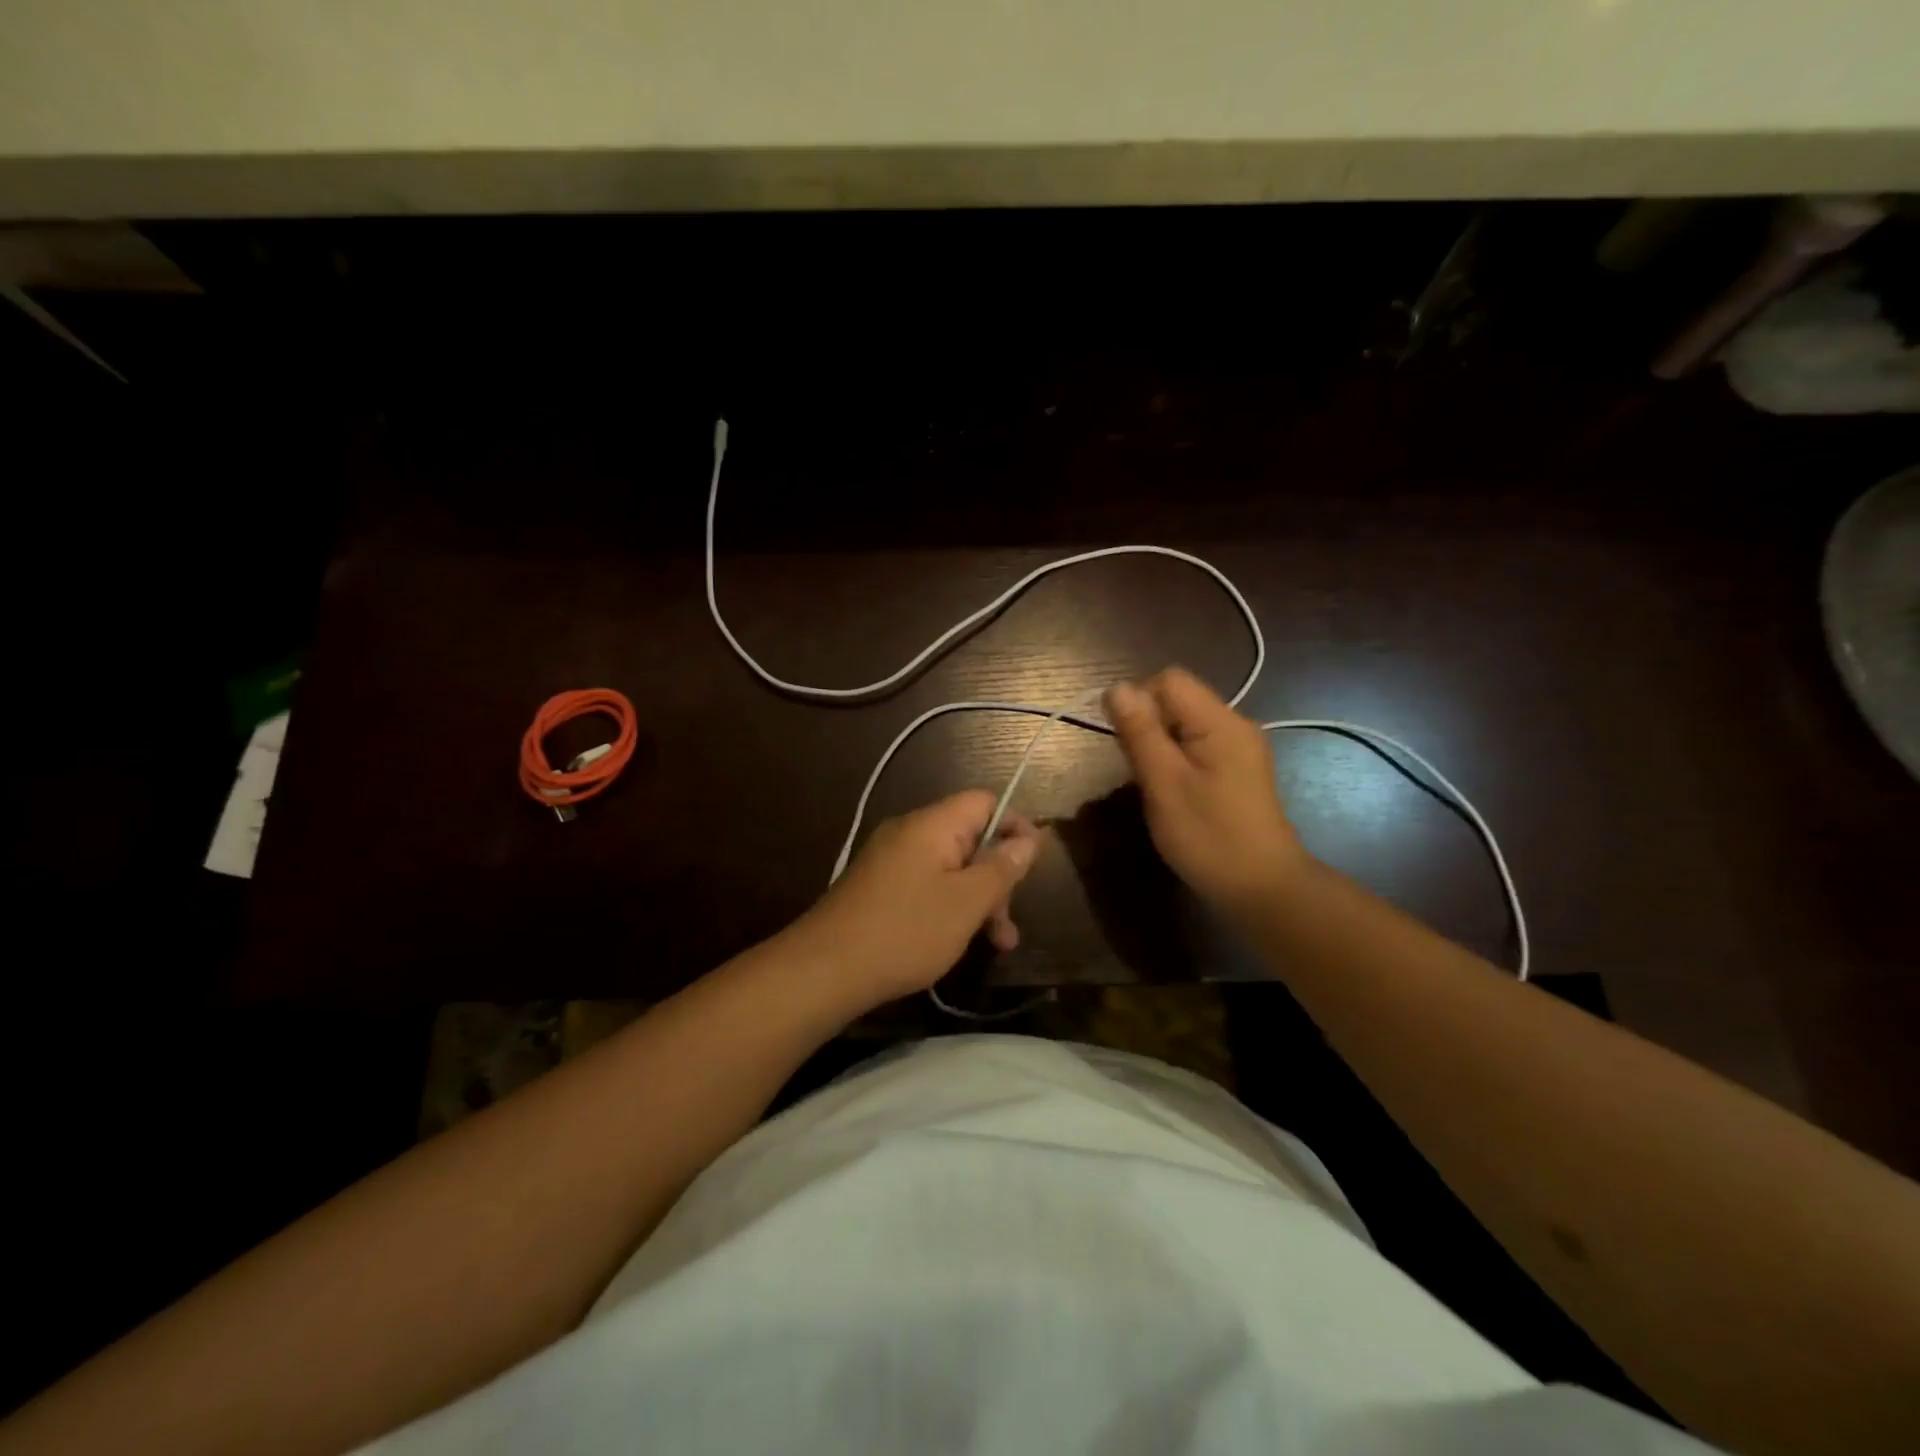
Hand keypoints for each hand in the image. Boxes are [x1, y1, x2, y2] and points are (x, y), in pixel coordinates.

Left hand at [793, 791, 1039, 1007]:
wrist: (825, 969)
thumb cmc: (905, 931)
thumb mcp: (967, 902)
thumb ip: (1001, 868)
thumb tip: (1028, 838)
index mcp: (932, 825)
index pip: (985, 801)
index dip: (1015, 826)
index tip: (1032, 865)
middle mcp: (910, 832)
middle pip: (970, 837)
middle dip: (997, 876)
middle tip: (1008, 922)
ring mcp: (891, 860)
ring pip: (950, 867)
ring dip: (977, 900)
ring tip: (997, 944)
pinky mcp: (879, 886)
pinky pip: (927, 884)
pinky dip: (949, 906)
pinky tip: (957, 941)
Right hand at [1104, 667, 1308, 910]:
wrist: (1263, 888)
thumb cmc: (1209, 836)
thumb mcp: (1164, 783)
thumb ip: (1140, 732)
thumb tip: (1116, 687)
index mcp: (1220, 722)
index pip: (1169, 680)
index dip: (1138, 701)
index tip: (1125, 742)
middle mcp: (1235, 725)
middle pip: (1178, 698)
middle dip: (1148, 724)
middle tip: (1139, 770)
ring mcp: (1240, 748)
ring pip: (1185, 724)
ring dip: (1160, 743)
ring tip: (1153, 783)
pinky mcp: (1238, 770)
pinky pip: (1197, 745)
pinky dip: (1176, 758)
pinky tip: (1173, 791)